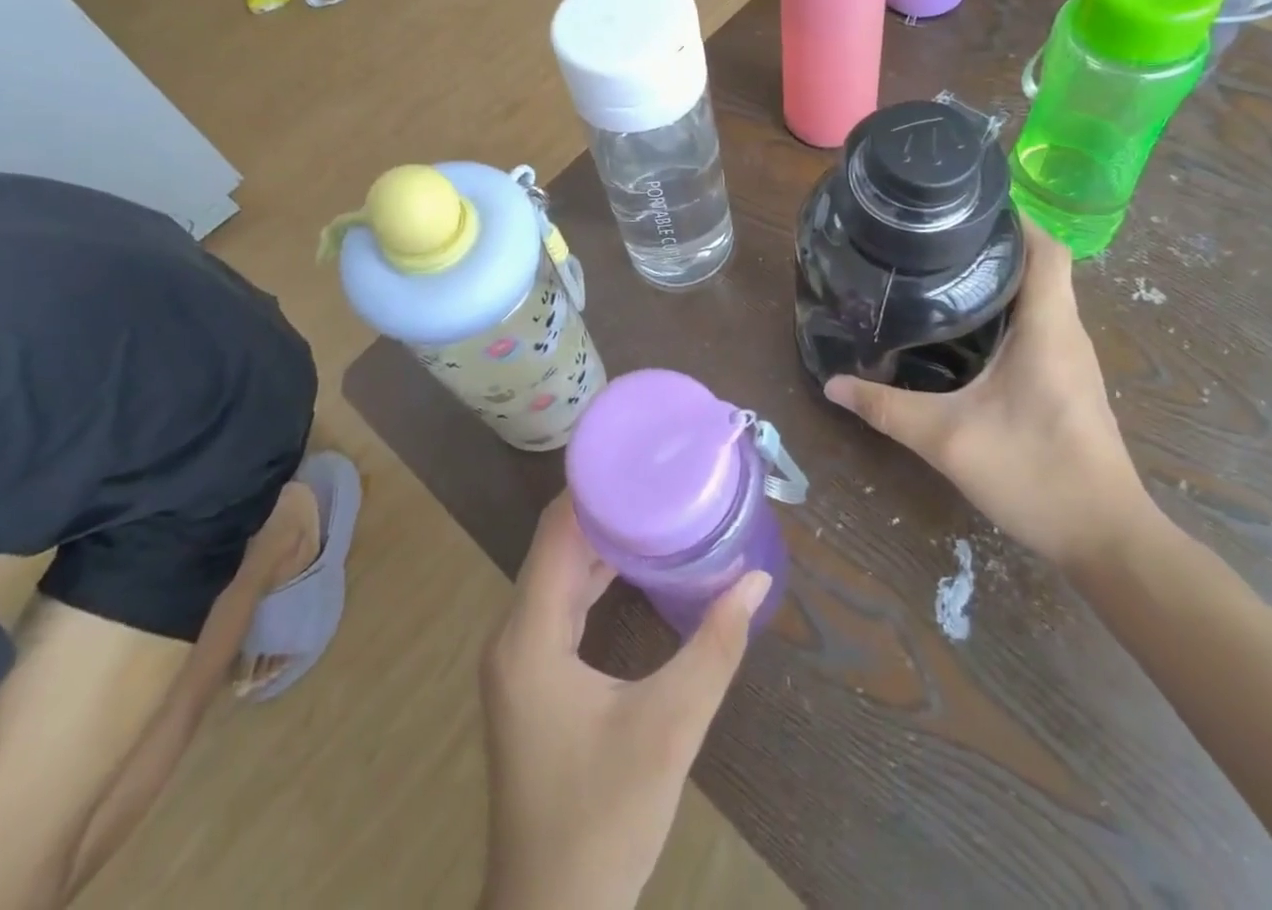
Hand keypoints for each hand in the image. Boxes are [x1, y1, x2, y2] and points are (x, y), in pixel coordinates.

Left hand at [478, 495, 770, 909]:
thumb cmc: (602, 820)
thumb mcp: (668, 730)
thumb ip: (715, 649)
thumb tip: (757, 580)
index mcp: (531, 635)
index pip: (556, 530)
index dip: (592, 484)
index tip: (639, 451)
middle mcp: (514, 635)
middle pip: (555, 544)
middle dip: (605, 505)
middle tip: (660, 473)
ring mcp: (519, 660)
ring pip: (557, 573)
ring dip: (600, 540)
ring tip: (654, 506)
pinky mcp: (532, 680)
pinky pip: (560, 603)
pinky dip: (594, 576)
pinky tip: (633, 568)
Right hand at [824, 215, 1152, 569]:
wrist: (1106, 539)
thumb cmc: (1035, 473)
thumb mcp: (947, 439)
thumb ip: (886, 408)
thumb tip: (832, 384)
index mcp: (1048, 328)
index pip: (1047, 249)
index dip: (1015, 219)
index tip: (968, 207)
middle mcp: (1066, 333)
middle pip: (1042, 266)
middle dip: (996, 244)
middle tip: (936, 237)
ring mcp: (1071, 359)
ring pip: (1042, 297)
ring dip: (1002, 278)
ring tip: (944, 270)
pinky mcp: (1068, 382)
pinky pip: (1041, 326)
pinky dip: (1008, 311)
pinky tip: (967, 329)